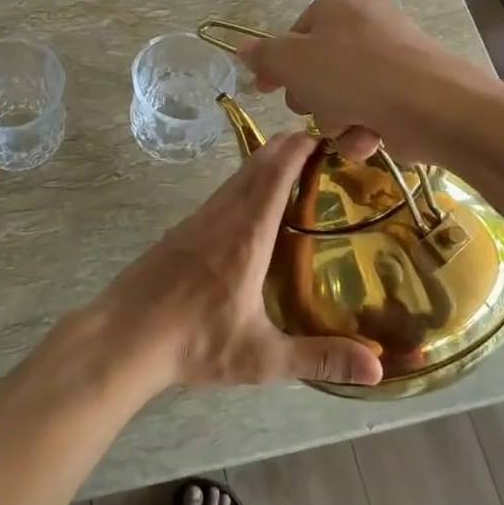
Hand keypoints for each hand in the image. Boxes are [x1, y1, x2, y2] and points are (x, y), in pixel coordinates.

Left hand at [94, 131, 382, 390]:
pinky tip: (253, 207)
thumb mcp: (261, 356)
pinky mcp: (182, 230)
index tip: (327, 135)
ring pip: (237, 176)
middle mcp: (223, 215)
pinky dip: (246, 183)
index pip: (277, 172)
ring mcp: (198, 219)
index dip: (301, 147)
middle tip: (320, 147)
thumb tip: (379, 369)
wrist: (124, 335)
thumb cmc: (194, 340)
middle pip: (258, 163)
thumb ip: (319, 357)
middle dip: (288, 147)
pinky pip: (223, 193)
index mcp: (248, 233)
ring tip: (295, 170)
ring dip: (266, 163)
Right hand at [236, 0, 457, 161]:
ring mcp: (392, 57)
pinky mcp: (409, 91)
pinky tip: (368, 137)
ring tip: (349, 124)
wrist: (431, 107)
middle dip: (313, 97)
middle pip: (318, 67)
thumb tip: (242, 49)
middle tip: (317, 105)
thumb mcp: (293, 62)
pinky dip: (363, 129)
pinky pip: (370, 111)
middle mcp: (369, 21)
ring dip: (336, 119)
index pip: (296, 34)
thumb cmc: (352, 73)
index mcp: (341, 0)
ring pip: (341, 95)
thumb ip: (264, 56)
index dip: (280, 66)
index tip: (267, 89)